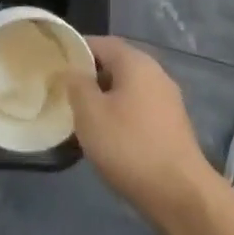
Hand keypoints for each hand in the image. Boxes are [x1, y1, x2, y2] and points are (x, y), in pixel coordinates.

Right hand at [66, 37, 217, 229]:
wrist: (179, 192)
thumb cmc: (129, 146)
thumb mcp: (90, 114)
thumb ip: (76, 86)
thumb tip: (71, 70)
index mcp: (136, 63)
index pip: (101, 42)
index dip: (76, 49)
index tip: (54, 64)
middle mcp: (156, 73)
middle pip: (116, 64)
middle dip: (90, 76)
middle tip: (64, 92)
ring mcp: (168, 99)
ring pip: (128, 88)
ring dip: (105, 97)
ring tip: (81, 116)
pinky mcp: (172, 124)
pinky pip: (139, 108)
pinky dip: (121, 114)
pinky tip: (107, 135)